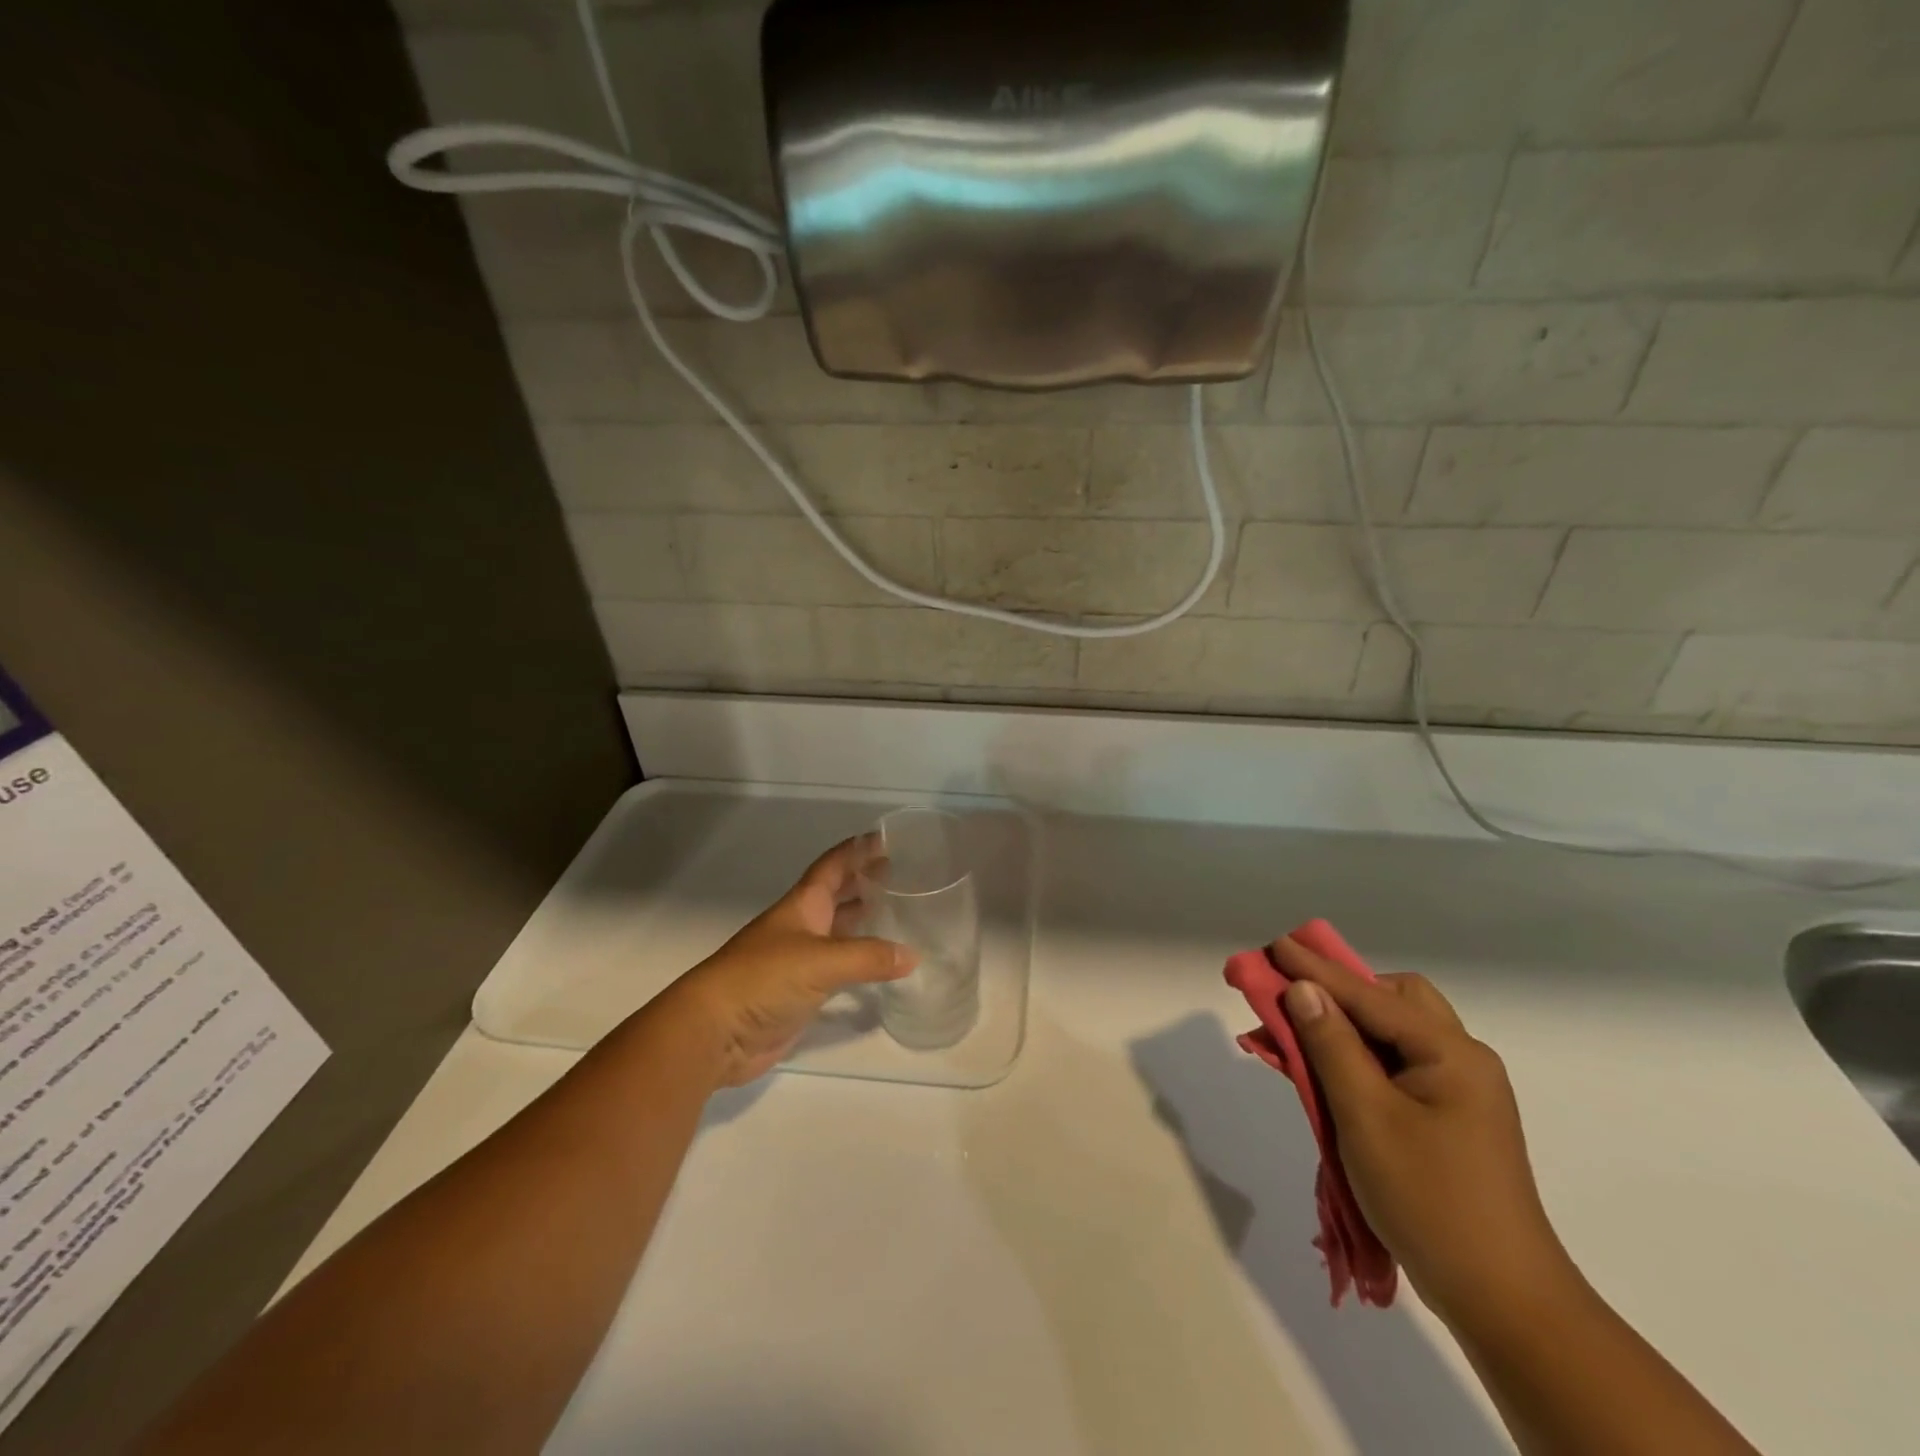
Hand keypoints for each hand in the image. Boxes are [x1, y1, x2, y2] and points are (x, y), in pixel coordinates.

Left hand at [667, 838, 916, 1086]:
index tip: (886, 838)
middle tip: (902, 874)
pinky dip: (860, 962)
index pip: (832, 867)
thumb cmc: (763, 978)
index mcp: (802, 906)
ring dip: (864, 921)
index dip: (856, 850)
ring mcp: (800, 960)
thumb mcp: (820, 961)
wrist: (715, 1031)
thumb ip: (868, 957)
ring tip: (900, 914)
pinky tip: (882, 966)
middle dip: (865, 882)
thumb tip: (912, 955)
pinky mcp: (801, 992)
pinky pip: (839, 968)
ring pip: (839, 932)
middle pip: (837, 896)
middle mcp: (802, 926)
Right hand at [1273, 937, 1574, 1327]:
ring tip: (1297, 1032)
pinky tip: (1325, 1071)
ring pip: (1392, 1034)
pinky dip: (1356, 1058)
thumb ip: (1331, 1045)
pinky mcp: (1447, 1120)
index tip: (1273, 946)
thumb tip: (1303, 990)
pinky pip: (1394, 1067)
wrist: (1502, 1301)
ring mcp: (1458, 1093)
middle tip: (1294, 995)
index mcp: (1450, 1053)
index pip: (1369, 995)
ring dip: (1345, 1026)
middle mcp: (1460, 1061)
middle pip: (1394, 1001)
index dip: (1316, 969)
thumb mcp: (1366, 1116)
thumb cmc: (1429, 1199)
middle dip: (1341, 989)